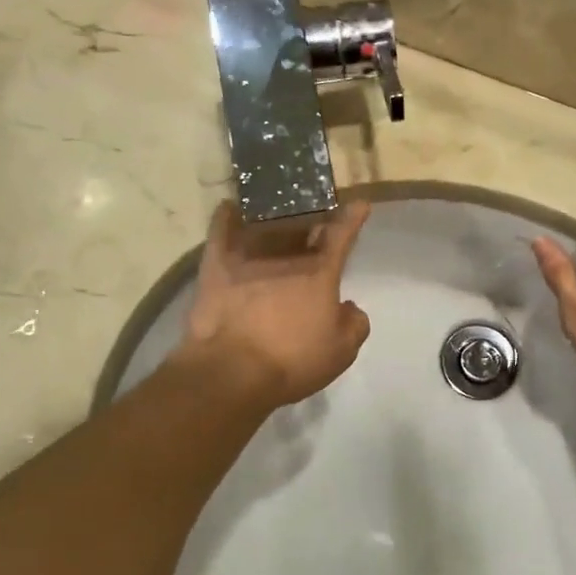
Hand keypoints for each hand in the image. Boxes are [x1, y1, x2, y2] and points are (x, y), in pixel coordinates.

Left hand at [177, 200, 372, 407]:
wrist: (232, 370)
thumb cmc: (292, 360)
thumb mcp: (340, 352)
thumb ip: (354, 325)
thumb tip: (350, 308)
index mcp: (320, 272)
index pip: (342, 236)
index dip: (353, 218)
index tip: (359, 204)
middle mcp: (287, 256)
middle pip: (304, 224)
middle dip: (315, 213)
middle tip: (319, 208)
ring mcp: (249, 256)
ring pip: (266, 221)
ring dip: (276, 211)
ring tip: (281, 204)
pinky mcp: (216, 265)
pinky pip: (222, 229)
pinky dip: (227, 215)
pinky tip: (230, 207)